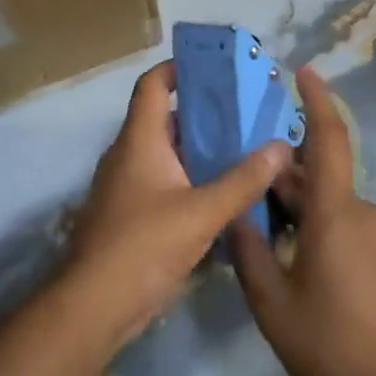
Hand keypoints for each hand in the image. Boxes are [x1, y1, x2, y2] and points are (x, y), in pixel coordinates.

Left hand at [66, 60, 291, 349]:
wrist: (93, 307)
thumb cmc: (143, 245)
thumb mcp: (202, 212)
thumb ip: (243, 180)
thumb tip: (282, 146)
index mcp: (139, 139)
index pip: (153, 84)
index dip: (179, 68)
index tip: (215, 69)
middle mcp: (128, 154)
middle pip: (165, 118)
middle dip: (203, 114)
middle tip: (245, 114)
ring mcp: (125, 186)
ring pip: (166, 154)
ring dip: (199, 150)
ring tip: (242, 151)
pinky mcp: (128, 215)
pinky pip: (162, 183)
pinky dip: (189, 180)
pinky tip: (221, 197)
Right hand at [231, 66, 375, 375]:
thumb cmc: (326, 342)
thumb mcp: (270, 300)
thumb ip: (247, 248)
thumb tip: (236, 212)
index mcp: (334, 212)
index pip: (328, 138)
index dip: (317, 99)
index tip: (303, 70)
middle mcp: (360, 209)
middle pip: (316, 172)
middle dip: (282, 170)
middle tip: (244, 175)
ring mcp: (375, 229)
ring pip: (327, 197)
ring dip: (296, 199)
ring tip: (259, 218)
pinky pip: (341, 216)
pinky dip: (313, 217)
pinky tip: (288, 245)